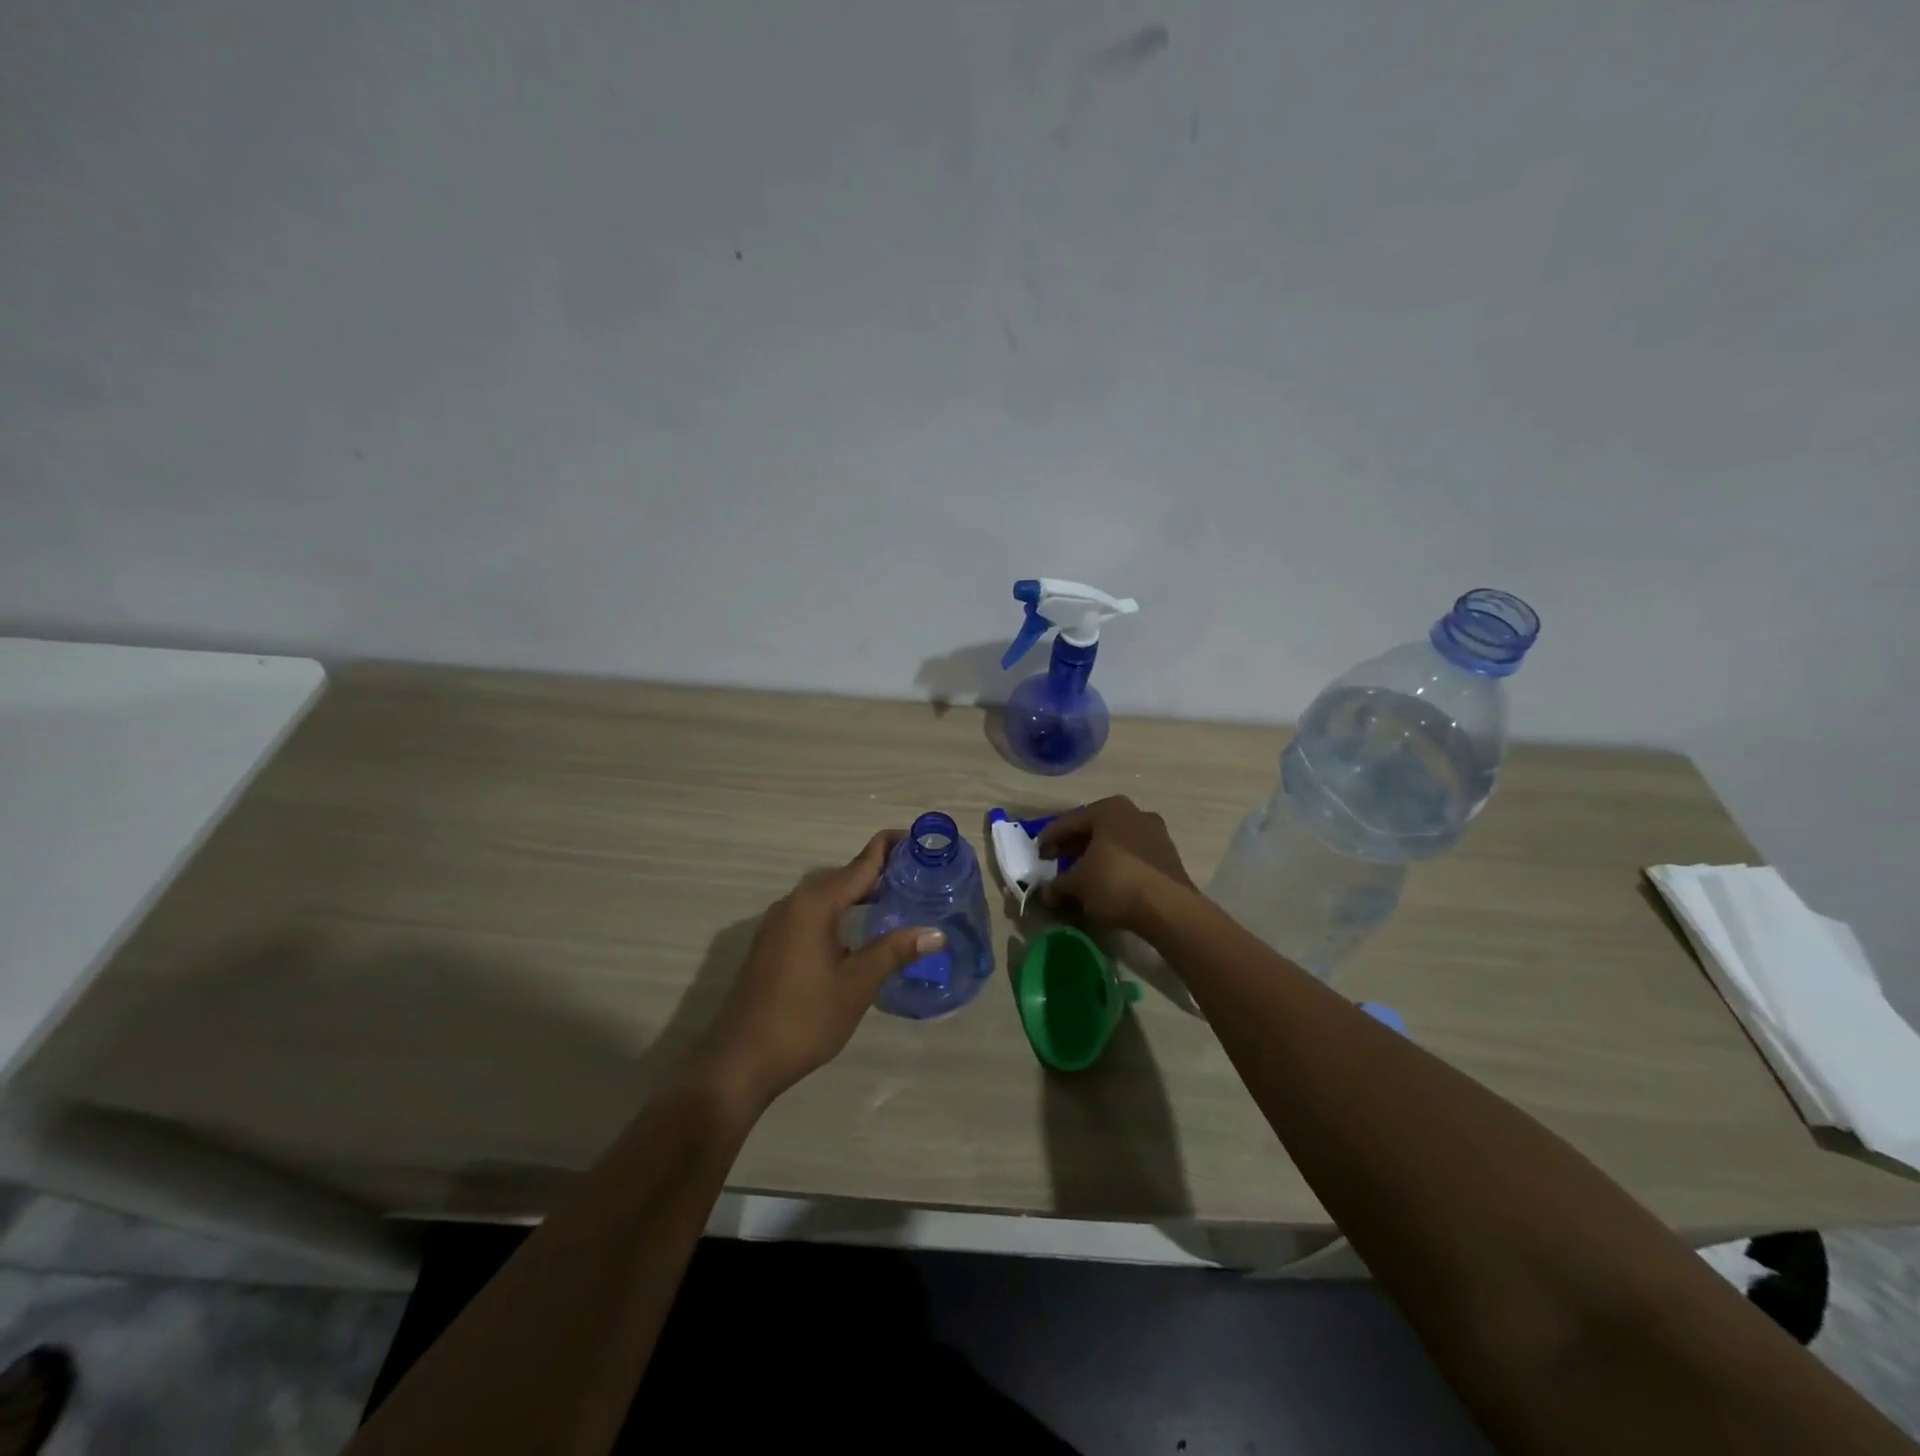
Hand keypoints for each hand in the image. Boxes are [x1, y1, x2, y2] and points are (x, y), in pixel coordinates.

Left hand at [689, 831, 942, 1110]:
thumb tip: (936, 933)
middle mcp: (795, 902)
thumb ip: (894, 951)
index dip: (891, 847)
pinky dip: (842, 910)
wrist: (739, 1060)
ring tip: (899, 898)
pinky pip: (814, 912)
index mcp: (816, 904)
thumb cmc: (803, 1019)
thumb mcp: (857, 985)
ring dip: (860, 892)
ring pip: (828, 895)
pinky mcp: (773, 943)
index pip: (862, 863)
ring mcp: (779, 923)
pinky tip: (861, 930)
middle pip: (844, 875)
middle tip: (921, 875)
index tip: (922, 839)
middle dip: (881, 870)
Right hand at [1039, 796, 1195, 931]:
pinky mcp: (1169, 857)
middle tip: (1056, 861)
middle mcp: (1135, 813)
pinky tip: (1106, 884)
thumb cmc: (1114, 882)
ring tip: (1081, 875)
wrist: (1168, 908)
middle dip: (1074, 846)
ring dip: (1096, 857)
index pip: (1070, 821)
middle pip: (1095, 829)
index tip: (1038, 852)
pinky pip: (1132, 857)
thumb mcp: (1077, 884)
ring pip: (1115, 843)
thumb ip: (1057, 885)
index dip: (1050, 838)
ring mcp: (1156, 834)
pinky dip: (1116, 867)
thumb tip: (1045, 893)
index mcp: (1109, 809)